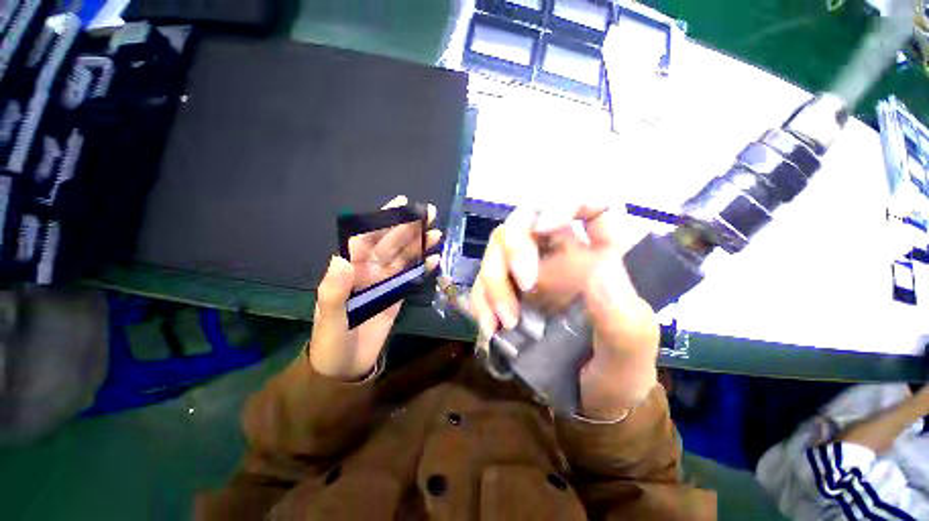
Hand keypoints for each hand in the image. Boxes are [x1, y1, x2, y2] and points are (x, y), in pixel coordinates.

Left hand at [308, 195, 441, 379]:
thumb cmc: (331, 341)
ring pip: (405, 258)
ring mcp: (385, 284)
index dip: (384, 219)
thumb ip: (333, 290)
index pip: (367, 238)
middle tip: (429, 213)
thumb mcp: (328, 318)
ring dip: (420, 245)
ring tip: (437, 233)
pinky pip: (411, 278)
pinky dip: (423, 268)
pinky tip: (436, 259)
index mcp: (351, 271)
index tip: (401, 204)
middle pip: (392, 244)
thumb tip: (342, 259)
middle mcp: (369, 272)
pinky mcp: (397, 297)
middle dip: (409, 227)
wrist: (345, 367)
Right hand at [470, 205, 658, 419]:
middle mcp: (563, 256)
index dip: (567, 202)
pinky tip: (490, 327)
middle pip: (527, 220)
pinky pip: (484, 279)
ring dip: (494, 281)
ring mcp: (531, 272)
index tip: (546, 226)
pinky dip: (481, 299)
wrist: (587, 401)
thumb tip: (600, 270)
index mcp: (601, 259)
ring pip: (499, 247)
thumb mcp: (629, 354)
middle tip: (523, 284)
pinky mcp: (510, 291)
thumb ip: (623, 318)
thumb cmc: (617, 374)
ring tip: (505, 323)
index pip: (592, 206)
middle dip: (516, 245)